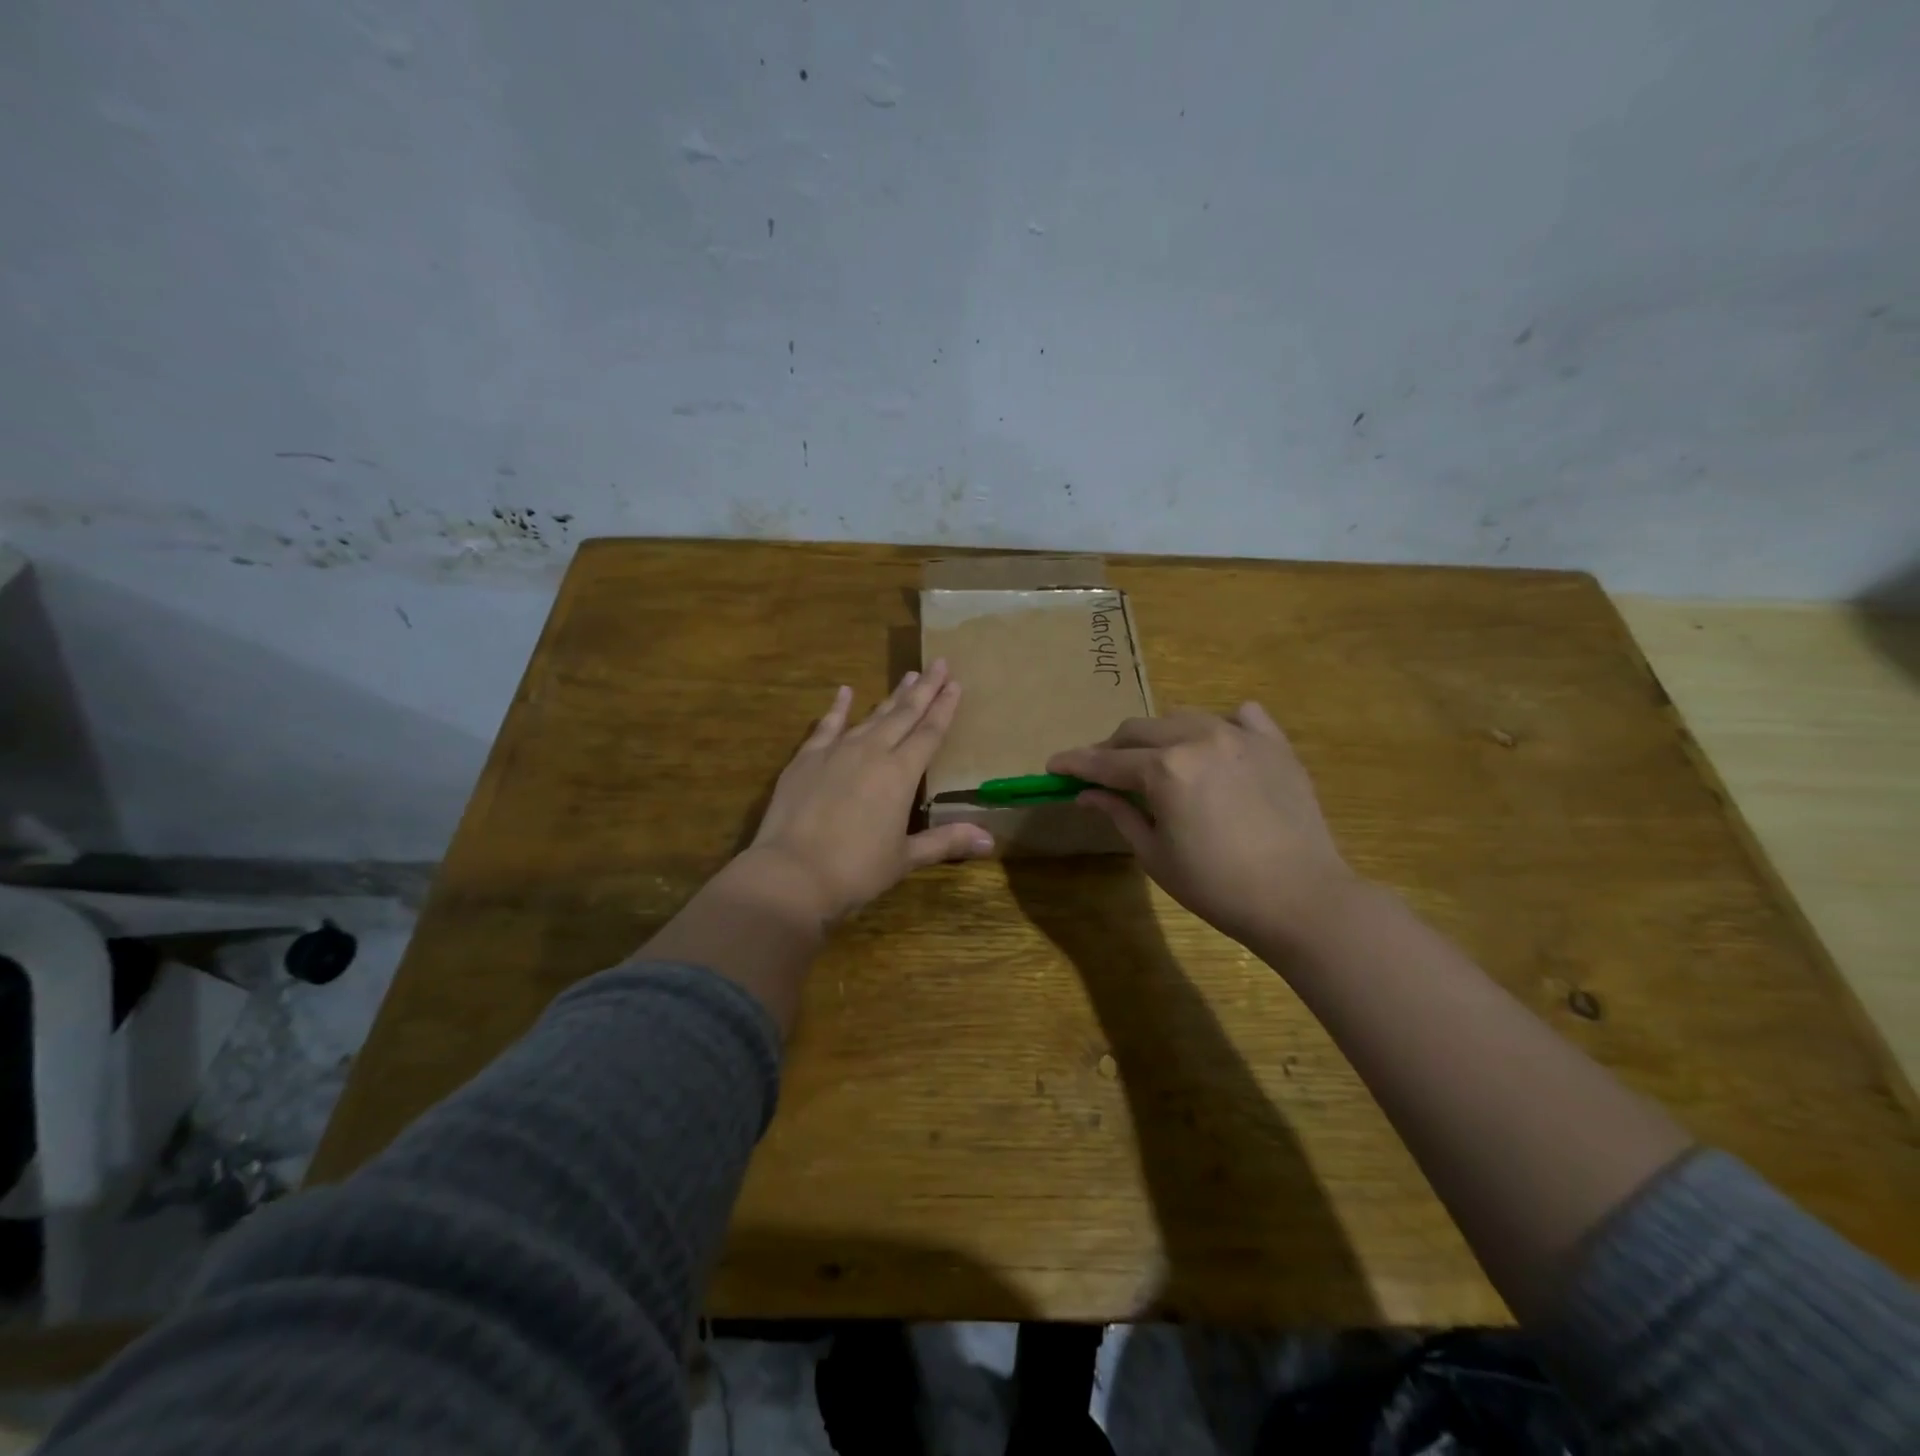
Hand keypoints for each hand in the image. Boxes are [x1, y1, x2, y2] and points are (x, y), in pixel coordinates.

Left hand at [741, 659, 993, 925]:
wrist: (792, 872)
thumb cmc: (856, 870)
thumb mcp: (905, 858)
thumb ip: (945, 841)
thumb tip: (990, 839)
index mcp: (900, 774)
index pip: (930, 733)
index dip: (944, 707)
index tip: (956, 683)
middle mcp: (872, 752)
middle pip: (904, 714)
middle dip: (924, 689)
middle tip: (939, 663)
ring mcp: (837, 751)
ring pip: (871, 716)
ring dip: (891, 696)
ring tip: (907, 676)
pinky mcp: (807, 758)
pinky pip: (827, 725)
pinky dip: (837, 707)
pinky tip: (845, 691)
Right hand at [1047, 703, 1356, 947]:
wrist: (1301, 898)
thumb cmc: (1217, 886)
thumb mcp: (1155, 854)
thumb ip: (1118, 813)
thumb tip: (1086, 794)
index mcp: (1164, 769)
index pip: (1105, 761)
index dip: (1075, 764)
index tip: (1054, 765)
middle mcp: (1198, 738)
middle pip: (1139, 730)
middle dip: (1113, 748)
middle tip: (1102, 772)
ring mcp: (1240, 735)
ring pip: (1183, 717)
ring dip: (1160, 736)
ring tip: (1157, 761)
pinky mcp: (1275, 744)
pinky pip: (1241, 717)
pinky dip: (1220, 726)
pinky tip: (1217, 746)